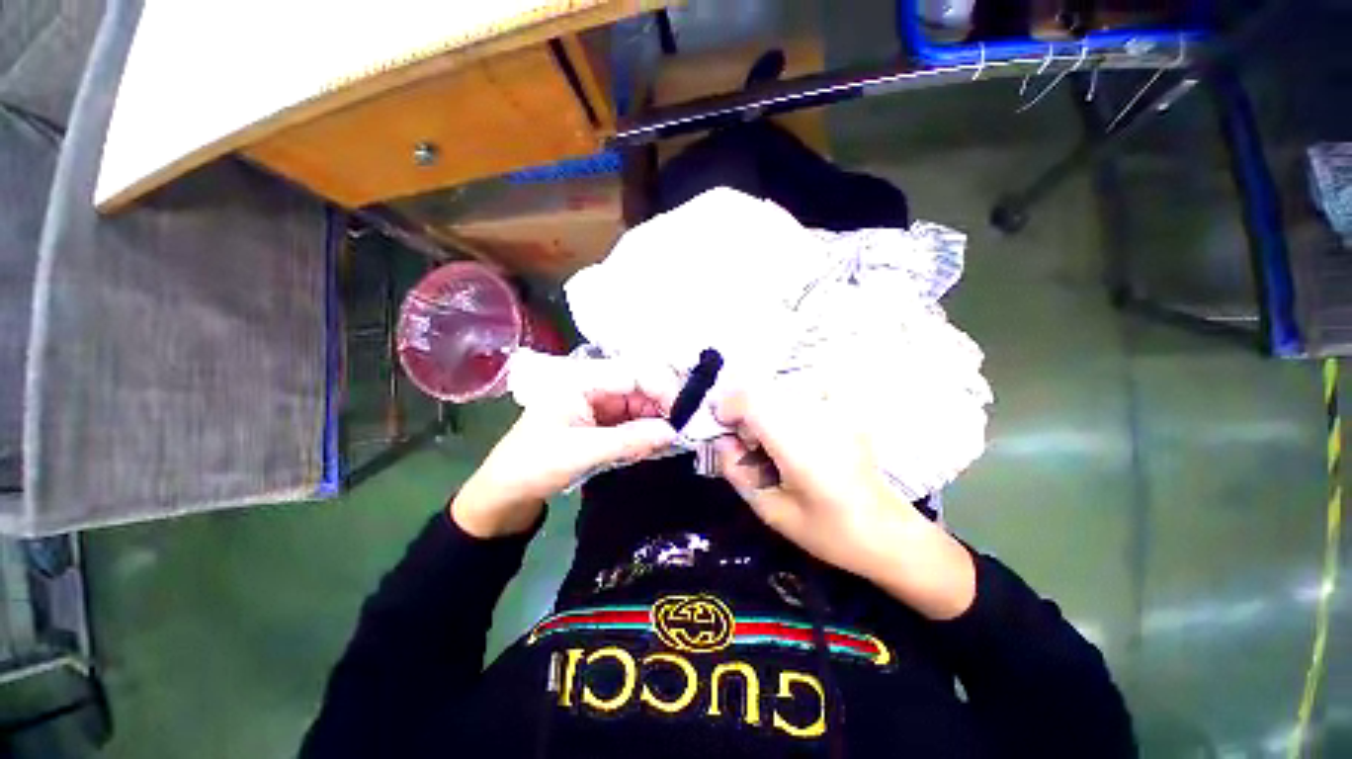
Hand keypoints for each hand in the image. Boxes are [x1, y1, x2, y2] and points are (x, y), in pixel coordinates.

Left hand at [451, 367, 677, 538]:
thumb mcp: (580, 452)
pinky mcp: (604, 426)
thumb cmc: (533, 464)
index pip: (633, 375)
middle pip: (641, 390)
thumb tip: (673, 432)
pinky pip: (634, 425)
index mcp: (583, 381)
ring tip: (681, 438)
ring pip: (641, 408)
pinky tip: (663, 444)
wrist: (507, 493)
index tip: (686, 409)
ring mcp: (601, 408)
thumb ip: (628, 440)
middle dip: (665, 407)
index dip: (662, 388)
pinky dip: (649, 435)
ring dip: (660, 422)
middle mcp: (596, 388)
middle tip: (690, 428)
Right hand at [713, 386, 974, 619]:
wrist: (889, 532)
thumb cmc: (829, 531)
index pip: (750, 399)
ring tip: (770, 442)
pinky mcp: (844, 410)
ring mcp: (835, 410)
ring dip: (763, 408)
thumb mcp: (771, 512)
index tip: (722, 428)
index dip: (726, 406)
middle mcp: (816, 417)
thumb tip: (723, 439)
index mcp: (798, 445)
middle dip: (743, 410)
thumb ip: (737, 472)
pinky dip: (785, 406)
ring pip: (779, 389)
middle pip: (762, 389)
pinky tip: (793, 433)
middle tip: (747, 443)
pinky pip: (802, 392)